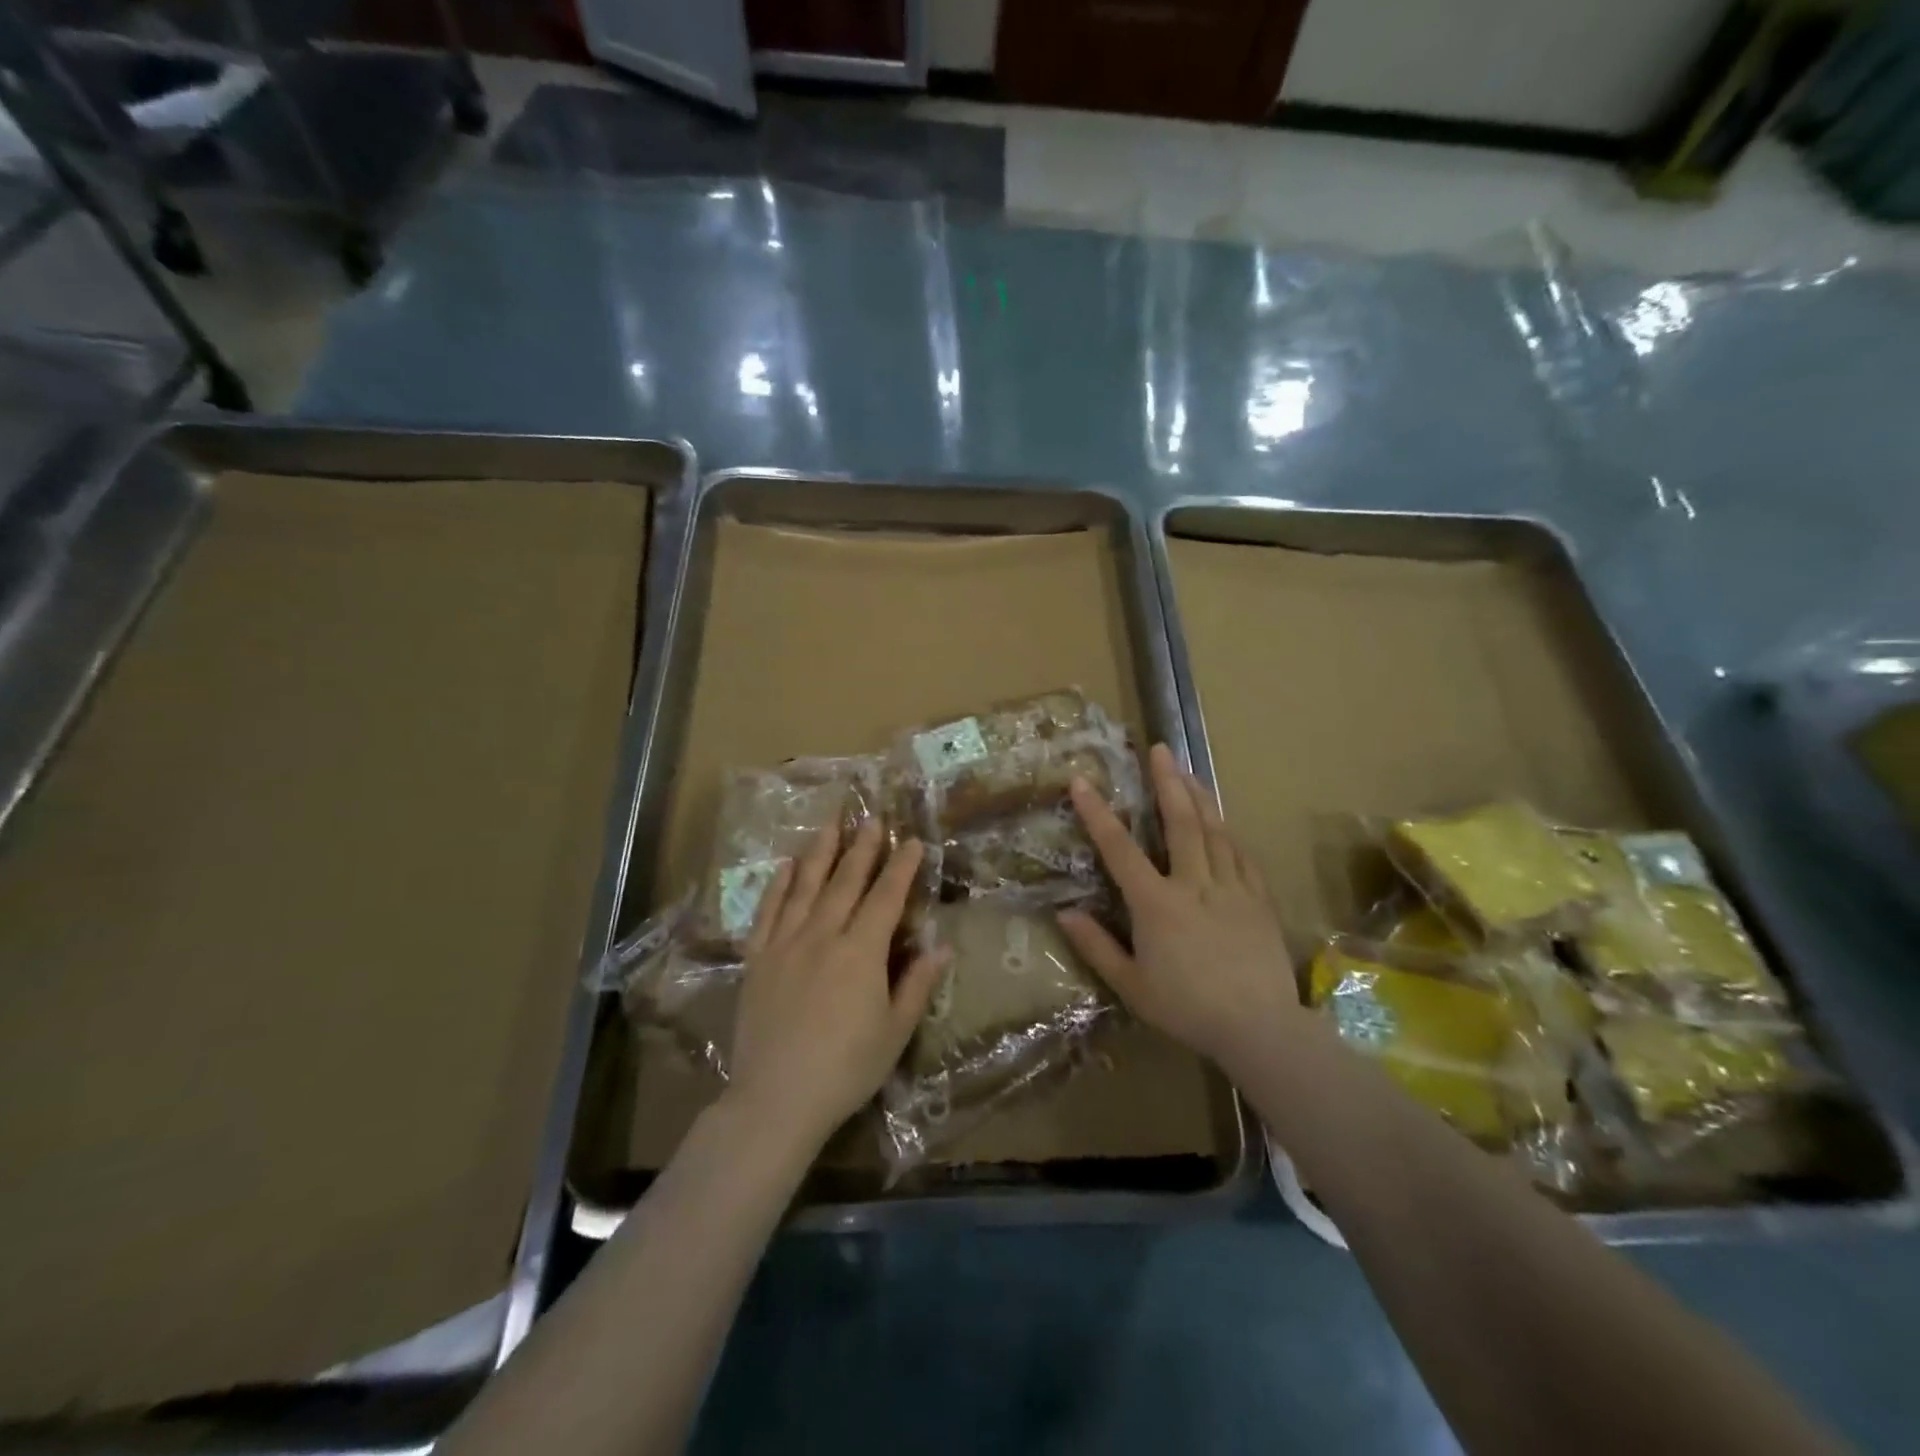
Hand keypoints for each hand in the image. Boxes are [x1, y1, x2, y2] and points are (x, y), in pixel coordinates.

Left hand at [727, 821, 948, 1150]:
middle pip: (846, 882)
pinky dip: (778, 886)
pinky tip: (786, 866)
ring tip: (831, 825)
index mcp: (861, 952)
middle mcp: (823, 936)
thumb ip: (917, 984)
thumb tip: (942, 946)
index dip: (901, 868)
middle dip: (863, 849)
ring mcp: (785, 944)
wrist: (776, 1099)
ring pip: (806, 887)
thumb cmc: (846, 1069)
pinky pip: (768, 912)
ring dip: (820, 853)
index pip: (886, 898)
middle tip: (873, 819)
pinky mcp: (757, 959)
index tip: (912, 842)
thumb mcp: (895, 1032)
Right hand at [1057, 743, 1302, 1075]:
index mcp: (1156, 904)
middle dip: (1167, 782)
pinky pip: (1243, 857)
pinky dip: (1229, 835)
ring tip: (1189, 771)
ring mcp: (1231, 888)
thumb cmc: (1186, 1009)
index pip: (1120, 849)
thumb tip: (1064, 913)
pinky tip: (1224, 824)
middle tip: (1160, 749)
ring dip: (1199, 797)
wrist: (1260, 1028)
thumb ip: (1096, 946)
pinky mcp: (1259, 900)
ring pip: (1215, 831)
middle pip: (1180, 822)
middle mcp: (1194, 884)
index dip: (1098, 814)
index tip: (1082, 781)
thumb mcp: (1131, 985)